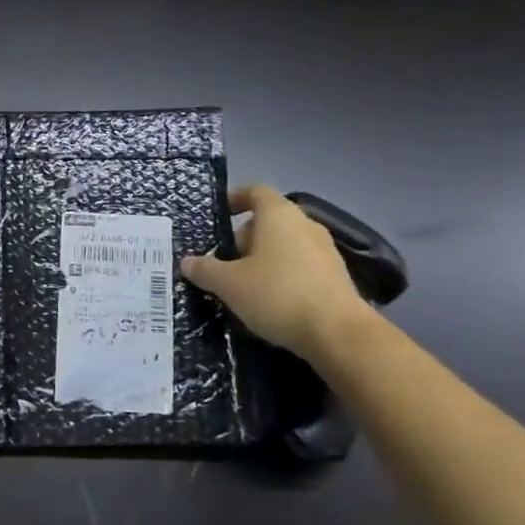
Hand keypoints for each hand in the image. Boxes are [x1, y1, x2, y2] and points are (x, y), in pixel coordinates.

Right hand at [181, 185, 373, 360]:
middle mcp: (305, 224)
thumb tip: (187, 262)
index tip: (219, 213)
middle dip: (244, 238)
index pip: (255, 192)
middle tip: (223, 261)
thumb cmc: (278, 295)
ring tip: (243, 284)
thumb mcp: (230, 284)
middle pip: (268, 221)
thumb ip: (206, 270)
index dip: (235, 198)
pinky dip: (283, 274)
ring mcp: (325, 250)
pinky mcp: (336, 276)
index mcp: (278, 215)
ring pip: (285, 244)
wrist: (337, 333)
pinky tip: (270, 300)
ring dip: (263, 258)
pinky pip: (301, 265)